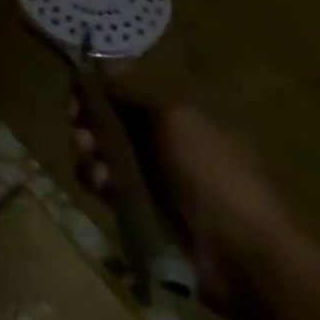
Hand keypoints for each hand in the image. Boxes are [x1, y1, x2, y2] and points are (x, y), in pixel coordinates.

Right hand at [69, 80, 295, 316]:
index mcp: (179, 115)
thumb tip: (100, 65)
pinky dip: (98, 181)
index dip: (99, 88)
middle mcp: (164, 141)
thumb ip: (132, 90)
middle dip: (88, 121)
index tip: (77, 91)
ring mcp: (152, 176)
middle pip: (109, 120)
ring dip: (89, 152)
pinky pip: (106, 184)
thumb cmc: (212, 173)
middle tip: (78, 128)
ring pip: (102, 152)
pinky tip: (102, 187)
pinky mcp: (140, 207)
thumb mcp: (175, 117)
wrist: (242, 254)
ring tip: (94, 163)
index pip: (128, 91)